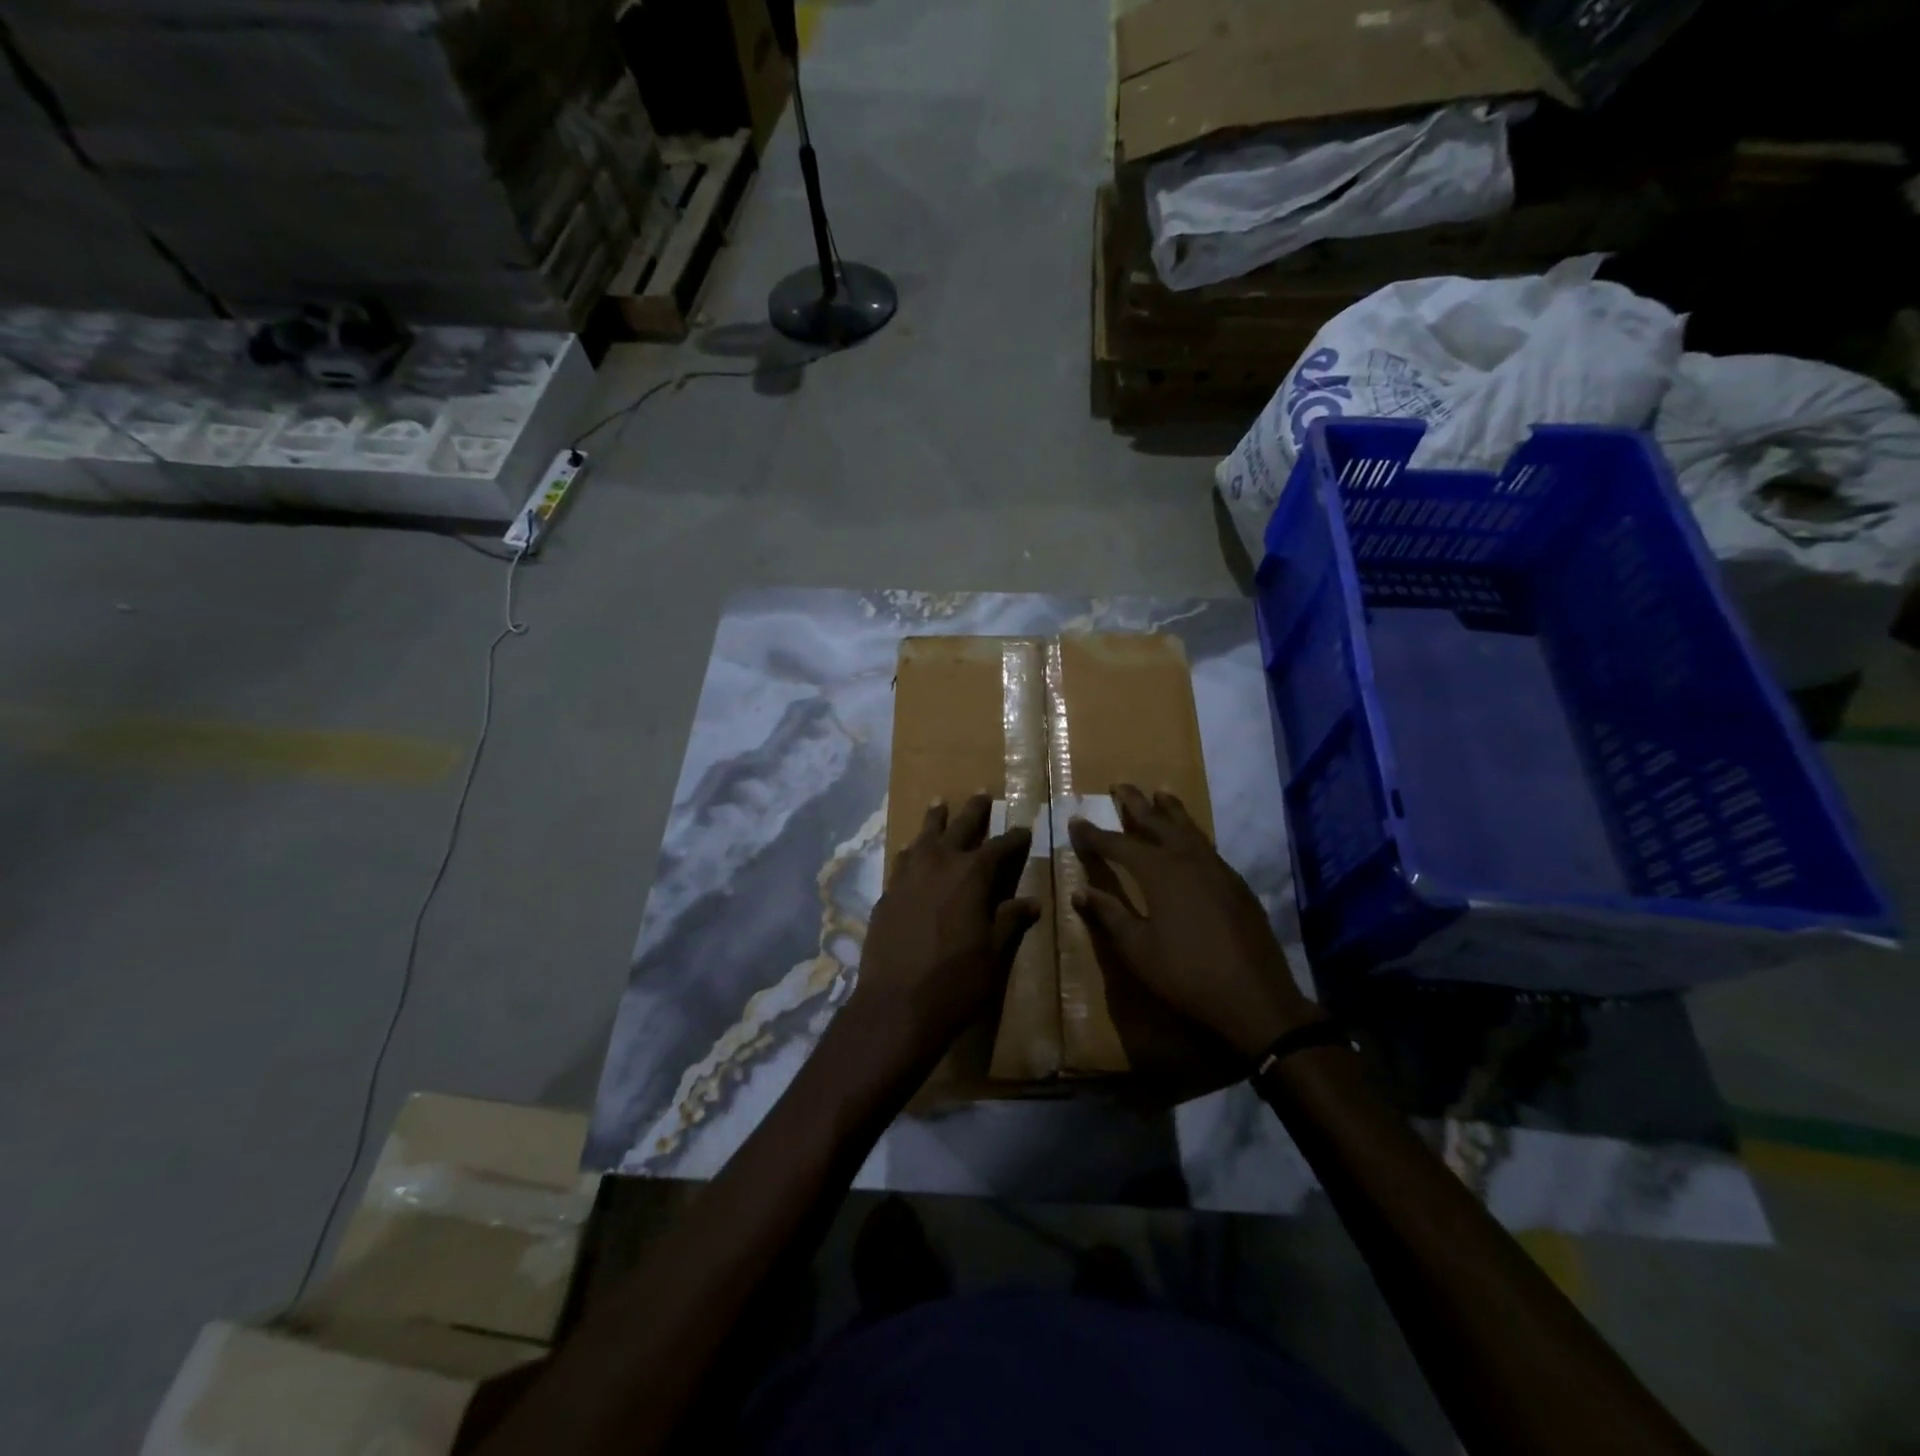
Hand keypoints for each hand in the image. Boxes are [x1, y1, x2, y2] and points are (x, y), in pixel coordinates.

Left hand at [849, 794, 1038, 1068]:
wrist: (897, 1004)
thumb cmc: (956, 981)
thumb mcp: (995, 954)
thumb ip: (1010, 921)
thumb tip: (1032, 902)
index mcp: (972, 875)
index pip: (1000, 847)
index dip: (1014, 837)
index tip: (1024, 828)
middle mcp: (940, 864)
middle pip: (960, 827)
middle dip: (974, 811)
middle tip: (982, 793)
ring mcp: (908, 876)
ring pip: (924, 837)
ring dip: (935, 820)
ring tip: (939, 803)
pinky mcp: (887, 894)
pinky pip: (902, 860)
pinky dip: (912, 851)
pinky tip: (912, 852)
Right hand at [1069, 784, 1317, 1061]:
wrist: (1254, 997)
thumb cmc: (1186, 974)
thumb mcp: (1137, 949)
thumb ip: (1109, 915)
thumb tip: (1080, 891)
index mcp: (1158, 872)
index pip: (1118, 844)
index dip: (1094, 834)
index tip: (1075, 820)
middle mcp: (1187, 859)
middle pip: (1156, 822)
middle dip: (1134, 804)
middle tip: (1119, 785)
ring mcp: (1216, 868)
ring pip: (1188, 828)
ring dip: (1170, 809)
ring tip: (1159, 793)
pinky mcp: (1236, 883)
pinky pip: (1207, 845)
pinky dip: (1192, 833)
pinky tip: (1190, 839)